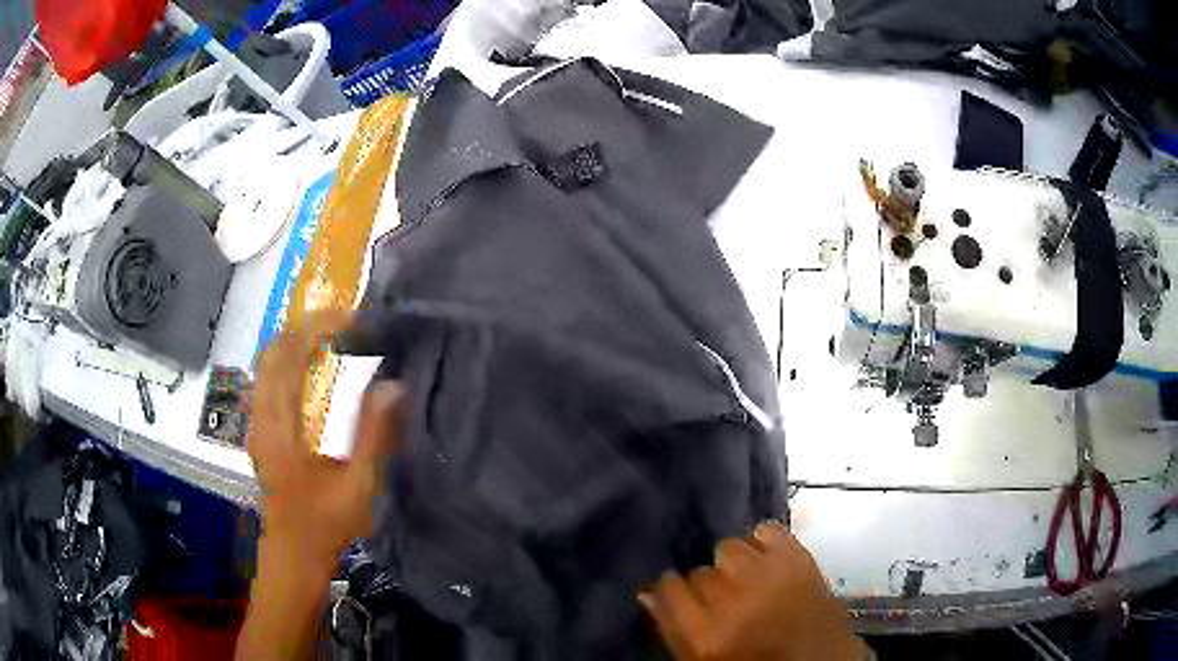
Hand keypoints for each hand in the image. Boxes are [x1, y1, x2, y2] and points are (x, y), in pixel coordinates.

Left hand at [247, 310, 406, 567]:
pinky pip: (268, 379)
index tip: (351, 319)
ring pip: (267, 363)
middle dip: (306, 327)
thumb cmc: (326, 523)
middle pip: (272, 351)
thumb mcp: (358, 485)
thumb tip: (393, 385)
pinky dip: (289, 362)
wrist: (294, 552)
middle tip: (345, 323)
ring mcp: (256, 422)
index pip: (288, 356)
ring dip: (297, 342)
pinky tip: (314, 371)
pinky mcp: (259, 430)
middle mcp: (261, 416)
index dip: (317, 328)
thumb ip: (373, 435)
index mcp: (280, 426)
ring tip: (333, 339)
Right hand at [639, 522, 867, 660]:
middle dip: (707, 585)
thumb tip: (648, 591)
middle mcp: (734, 603)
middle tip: (724, 599)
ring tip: (750, 580)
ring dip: (735, 564)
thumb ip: (673, 629)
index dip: (670, 591)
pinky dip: (763, 543)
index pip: (666, 589)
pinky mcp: (800, 557)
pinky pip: (765, 530)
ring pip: (728, 548)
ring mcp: (769, 576)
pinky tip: (768, 562)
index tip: (678, 594)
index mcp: (706, 638)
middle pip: (698, 572)